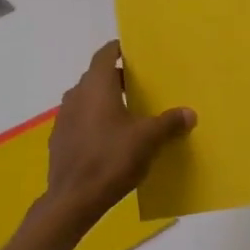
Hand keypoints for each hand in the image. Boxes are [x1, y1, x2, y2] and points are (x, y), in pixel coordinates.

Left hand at [43, 41, 194, 230]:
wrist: (73, 199)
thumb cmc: (111, 159)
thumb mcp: (148, 140)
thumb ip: (169, 123)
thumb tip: (189, 113)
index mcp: (96, 85)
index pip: (105, 54)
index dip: (119, 50)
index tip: (134, 52)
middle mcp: (76, 94)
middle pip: (96, 76)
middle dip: (116, 78)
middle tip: (139, 85)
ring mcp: (64, 117)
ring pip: (86, 99)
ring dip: (104, 100)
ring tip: (127, 112)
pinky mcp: (59, 139)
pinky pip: (80, 120)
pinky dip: (94, 121)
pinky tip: (108, 139)